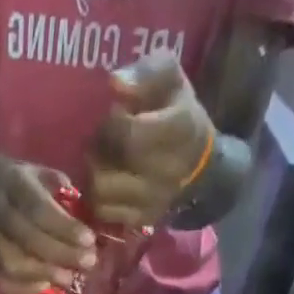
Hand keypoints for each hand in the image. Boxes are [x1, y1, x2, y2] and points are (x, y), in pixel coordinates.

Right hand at [0, 159, 97, 293]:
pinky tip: (45, 286)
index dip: (65, 228)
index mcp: (14, 185)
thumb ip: (61, 191)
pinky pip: (2, 280)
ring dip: (43, 275)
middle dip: (61, 255)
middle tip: (87, 263)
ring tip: (68, 279)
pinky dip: (24, 288)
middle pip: (28, 240)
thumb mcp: (41, 172)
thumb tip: (84, 214)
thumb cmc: (19, 181)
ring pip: (13, 264)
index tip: (89, 240)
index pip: (40, 210)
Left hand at [88, 51, 214, 227]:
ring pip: (100, 193)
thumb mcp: (169, 78)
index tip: (112, 116)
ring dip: (94, 174)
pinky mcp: (142, 221)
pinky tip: (107, 180)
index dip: (109, 125)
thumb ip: (145, 73)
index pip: (126, 134)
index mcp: (180, 129)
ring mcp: (154, 201)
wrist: (199, 164)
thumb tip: (114, 83)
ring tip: (103, 160)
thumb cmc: (177, 112)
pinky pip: (103, 212)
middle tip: (102, 140)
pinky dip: (99, 197)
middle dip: (97, 150)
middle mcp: (168, 171)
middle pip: (107, 166)